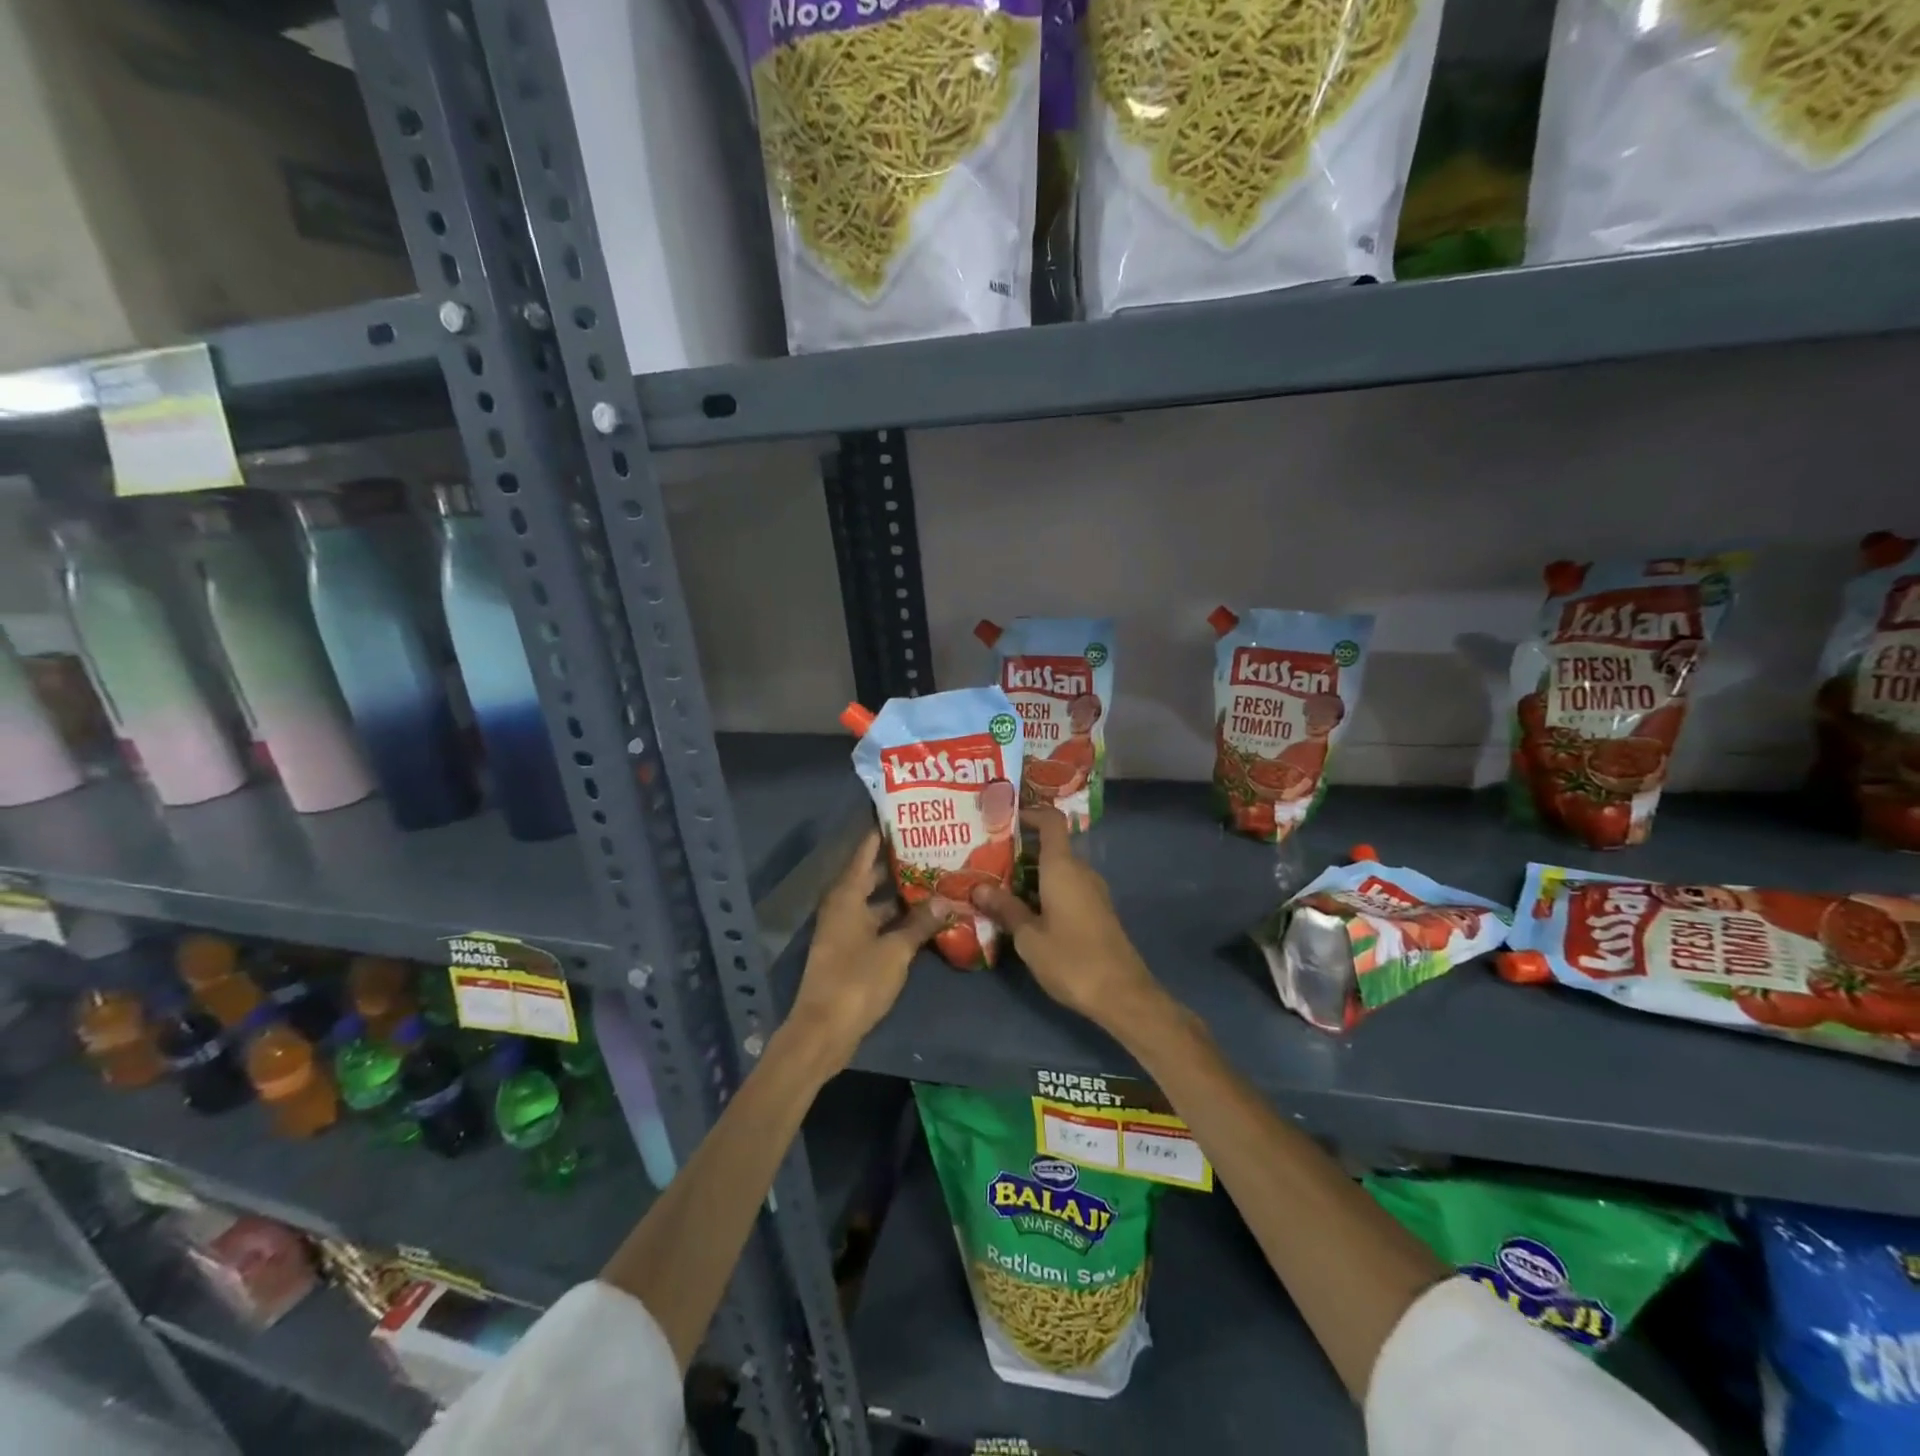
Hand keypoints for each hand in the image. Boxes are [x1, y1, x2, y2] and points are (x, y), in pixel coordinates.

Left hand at [786, 830, 954, 1066]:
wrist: (823, 1030)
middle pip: (873, 874)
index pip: (866, 850)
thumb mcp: (896, 950)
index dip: (884, 831)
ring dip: (902, 893)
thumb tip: (947, 900)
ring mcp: (846, 929)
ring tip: (937, 878)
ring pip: (878, 901)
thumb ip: (920, 923)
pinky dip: (898, 918)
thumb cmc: (856, 981)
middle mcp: (843, 905)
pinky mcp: (852, 950)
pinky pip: (878, 923)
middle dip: (900, 862)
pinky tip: (925, 918)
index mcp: (846, 895)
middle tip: (934, 846)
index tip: (907, 814)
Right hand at [971, 807, 1161, 1027]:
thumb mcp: (1029, 937)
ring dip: (1030, 873)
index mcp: (1063, 868)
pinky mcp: (1096, 911)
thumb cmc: (1071, 960)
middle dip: (1019, 850)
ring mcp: (1092, 891)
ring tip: (997, 885)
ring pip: (1057, 869)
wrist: (1122, 995)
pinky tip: (1022, 909)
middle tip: (986, 859)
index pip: (1051, 821)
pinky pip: (1066, 887)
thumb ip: (1005, 908)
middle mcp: (1080, 871)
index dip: (1029, 813)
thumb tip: (978, 887)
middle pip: (1050, 846)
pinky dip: (1044, 889)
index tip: (1003, 819)